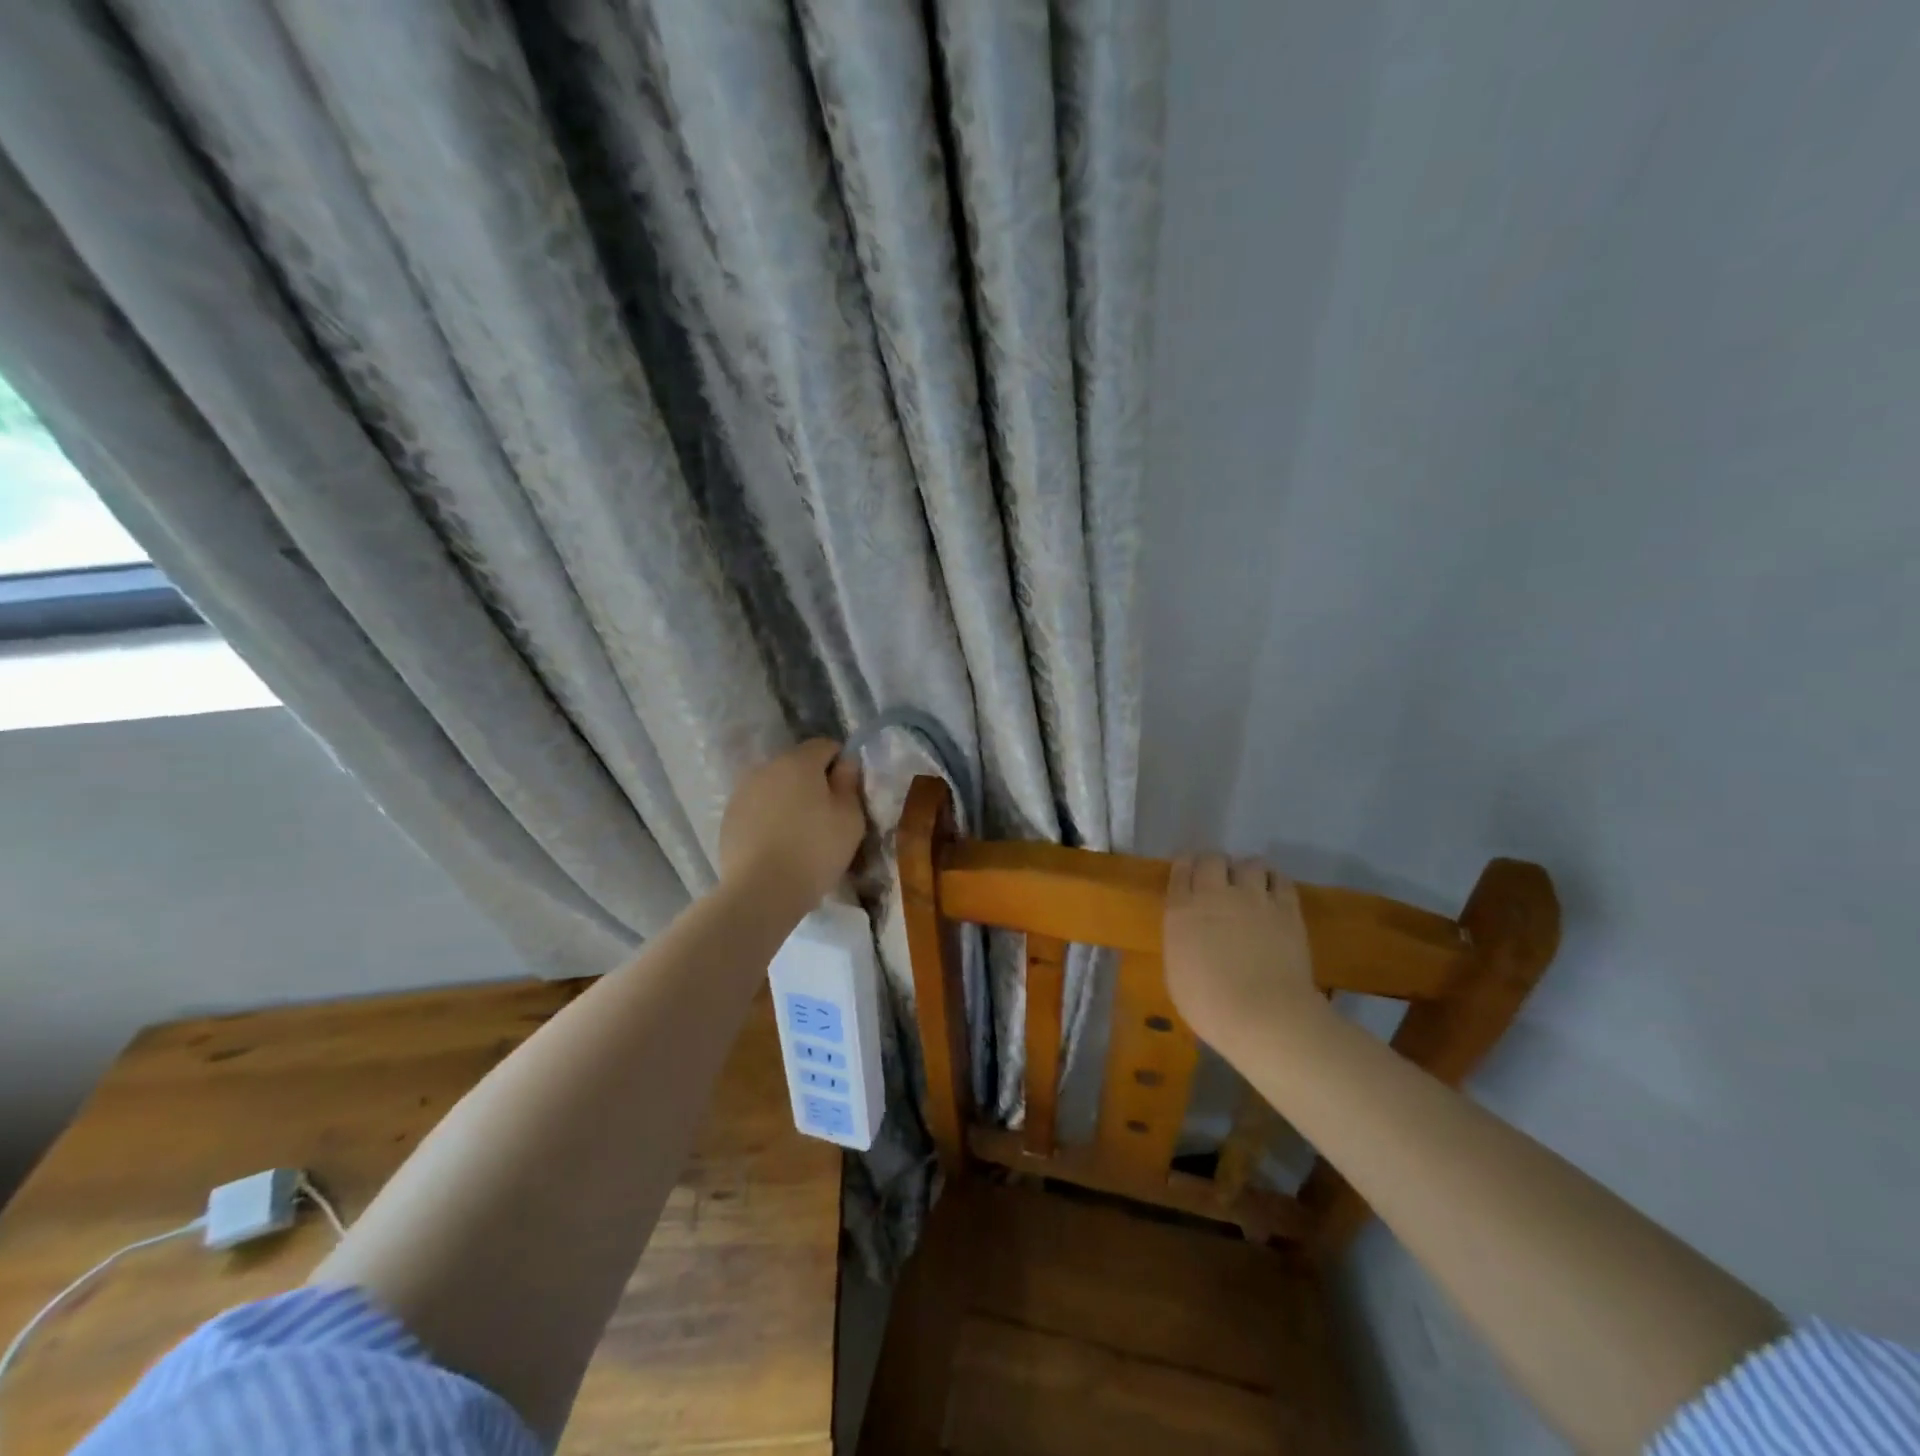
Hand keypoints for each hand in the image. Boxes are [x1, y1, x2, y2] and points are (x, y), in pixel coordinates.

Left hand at [719, 739, 865, 908]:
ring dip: (788, 797)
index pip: (825, 745)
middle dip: (812, 780)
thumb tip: (846, 762)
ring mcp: (743, 791)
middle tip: (826, 813)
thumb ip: (849, 784)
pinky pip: (757, 806)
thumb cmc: (815, 851)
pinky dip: (769, 815)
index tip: (847, 789)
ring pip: (774, 785)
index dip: (840, 762)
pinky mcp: (729, 817)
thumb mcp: (850, 819)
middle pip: (796, 763)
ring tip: (799, 830)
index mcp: (799, 762)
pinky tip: (777, 842)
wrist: (761, 891)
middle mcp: (767, 768)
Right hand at [1164, 854, 1326, 1053]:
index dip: (1185, 866)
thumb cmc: (1210, 1005)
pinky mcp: (1286, 908)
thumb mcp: (1176, 973)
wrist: (1263, 1016)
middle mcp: (1215, 894)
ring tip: (1250, 886)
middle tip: (1218, 881)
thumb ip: (1181, 941)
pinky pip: (1280, 879)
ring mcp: (1253, 898)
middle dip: (1214, 865)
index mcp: (1182, 910)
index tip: (1189, 874)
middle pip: (1213, 858)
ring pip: (1250, 863)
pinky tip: (1273, 894)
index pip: (1181, 869)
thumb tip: (1190, 932)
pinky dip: (1274, 881)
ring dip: (1247, 872)